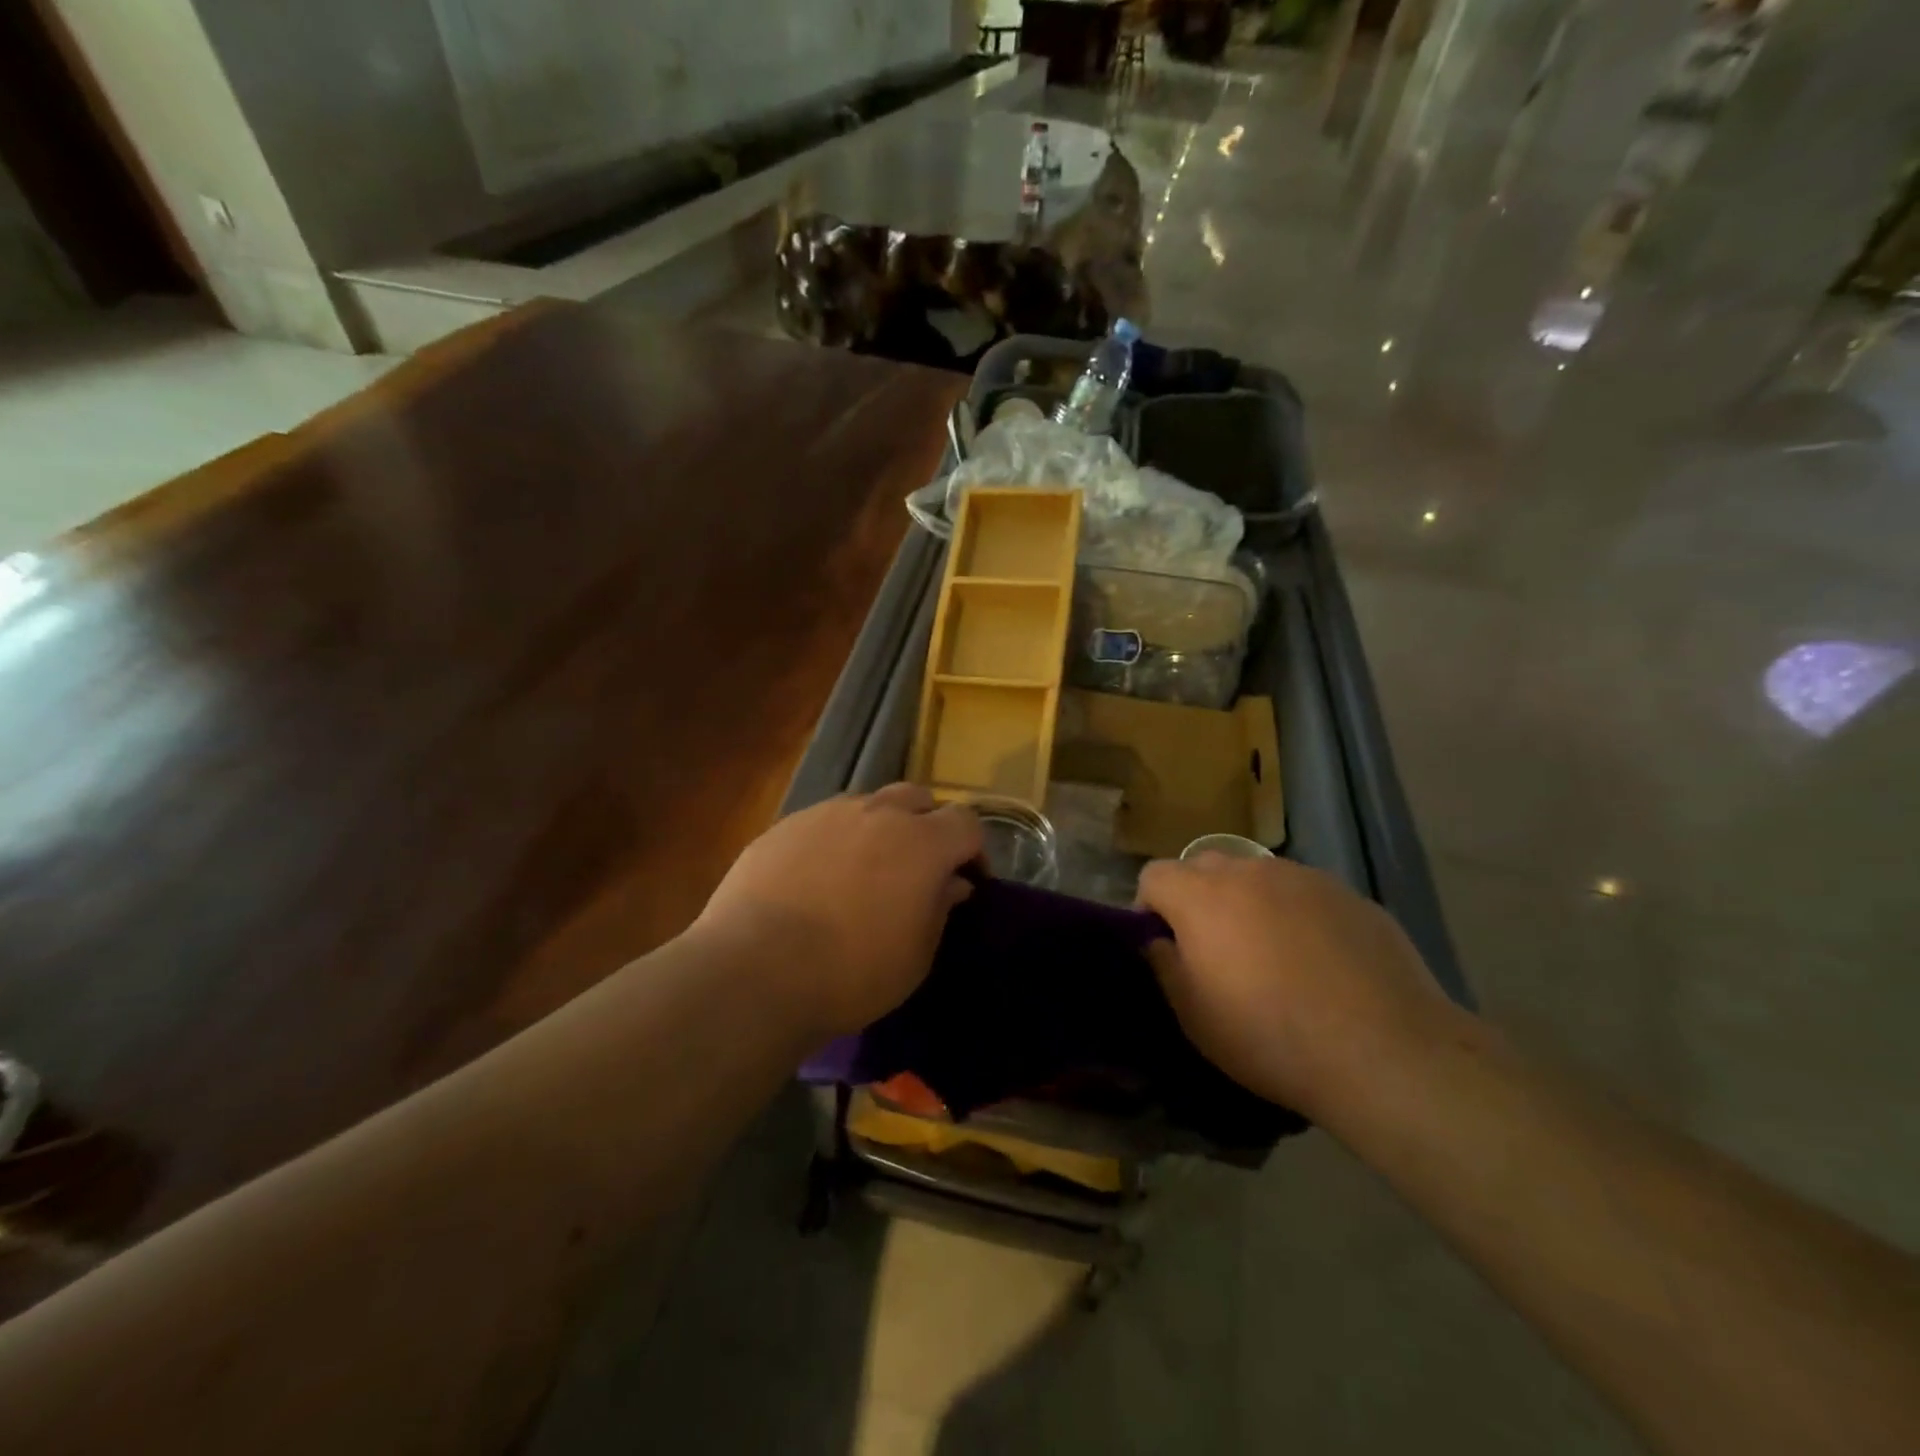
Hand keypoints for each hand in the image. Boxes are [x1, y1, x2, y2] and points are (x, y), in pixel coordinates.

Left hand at [694, 785, 982, 1038]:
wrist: (755, 971)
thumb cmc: (851, 973)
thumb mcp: (915, 955)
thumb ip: (940, 909)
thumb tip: (952, 883)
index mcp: (921, 842)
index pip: (966, 822)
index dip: (973, 849)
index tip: (967, 879)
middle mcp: (877, 813)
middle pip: (918, 798)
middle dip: (927, 825)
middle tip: (918, 868)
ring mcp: (827, 814)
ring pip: (868, 805)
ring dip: (879, 829)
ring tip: (864, 871)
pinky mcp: (785, 825)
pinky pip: (825, 821)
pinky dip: (835, 841)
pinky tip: (817, 878)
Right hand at [1137, 854, 1454, 1115]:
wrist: (1386, 1051)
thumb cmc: (1270, 1036)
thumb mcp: (1194, 1015)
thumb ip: (1163, 964)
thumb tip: (1158, 940)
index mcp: (1202, 895)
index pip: (1154, 874)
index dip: (1149, 907)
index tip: (1164, 945)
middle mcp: (1249, 872)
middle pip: (1204, 866)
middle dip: (1197, 898)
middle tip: (1213, 949)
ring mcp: (1304, 878)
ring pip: (1257, 877)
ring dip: (1248, 904)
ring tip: (1271, 956)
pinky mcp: (1349, 895)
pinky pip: (1303, 894)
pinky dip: (1295, 915)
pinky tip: (1319, 962)